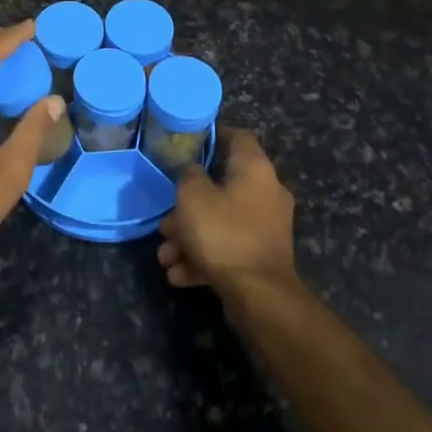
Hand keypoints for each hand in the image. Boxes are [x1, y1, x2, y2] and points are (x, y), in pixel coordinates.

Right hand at [157, 128, 297, 298]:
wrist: (259, 295)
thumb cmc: (224, 233)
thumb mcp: (193, 196)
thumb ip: (189, 175)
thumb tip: (194, 171)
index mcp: (255, 169)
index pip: (237, 137)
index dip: (213, 135)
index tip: (190, 143)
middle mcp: (266, 193)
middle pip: (221, 188)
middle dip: (187, 206)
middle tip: (165, 222)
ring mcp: (266, 227)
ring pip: (220, 222)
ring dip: (189, 237)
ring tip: (165, 256)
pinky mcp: (261, 257)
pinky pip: (228, 248)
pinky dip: (204, 258)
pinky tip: (179, 274)